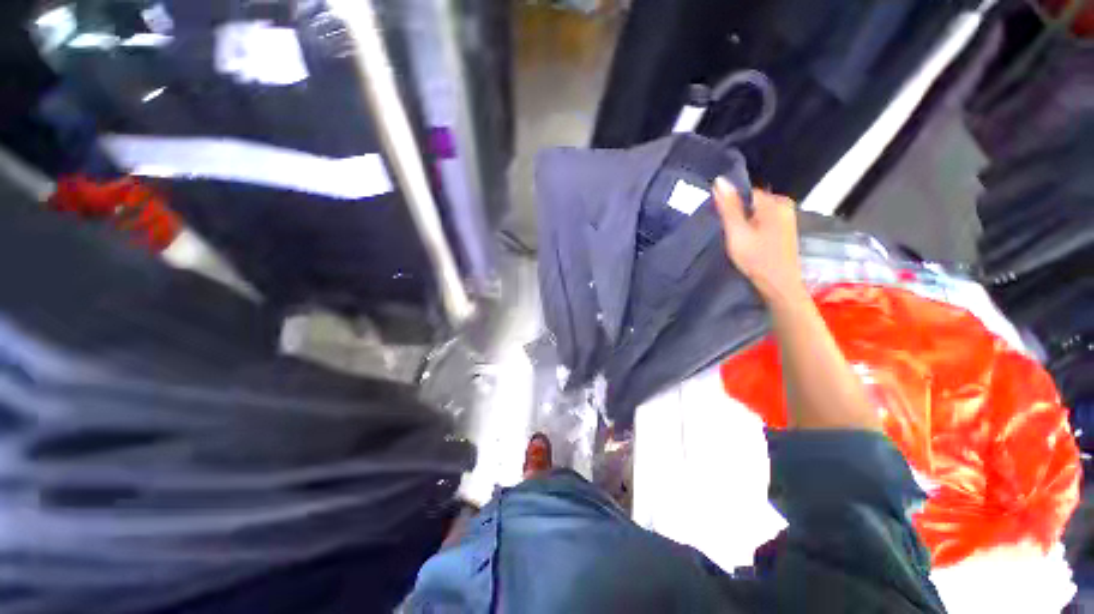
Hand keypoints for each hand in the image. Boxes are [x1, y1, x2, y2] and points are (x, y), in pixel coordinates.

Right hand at [713, 178, 805, 304]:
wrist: (779, 285)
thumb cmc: (757, 258)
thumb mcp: (737, 232)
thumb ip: (729, 207)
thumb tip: (719, 180)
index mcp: (774, 203)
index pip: (745, 192)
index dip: (730, 205)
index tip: (721, 221)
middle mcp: (784, 205)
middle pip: (751, 202)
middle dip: (738, 213)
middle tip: (728, 232)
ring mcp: (786, 217)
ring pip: (756, 212)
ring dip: (744, 222)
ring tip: (735, 237)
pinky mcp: (785, 229)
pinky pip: (763, 220)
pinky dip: (753, 228)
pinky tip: (747, 241)